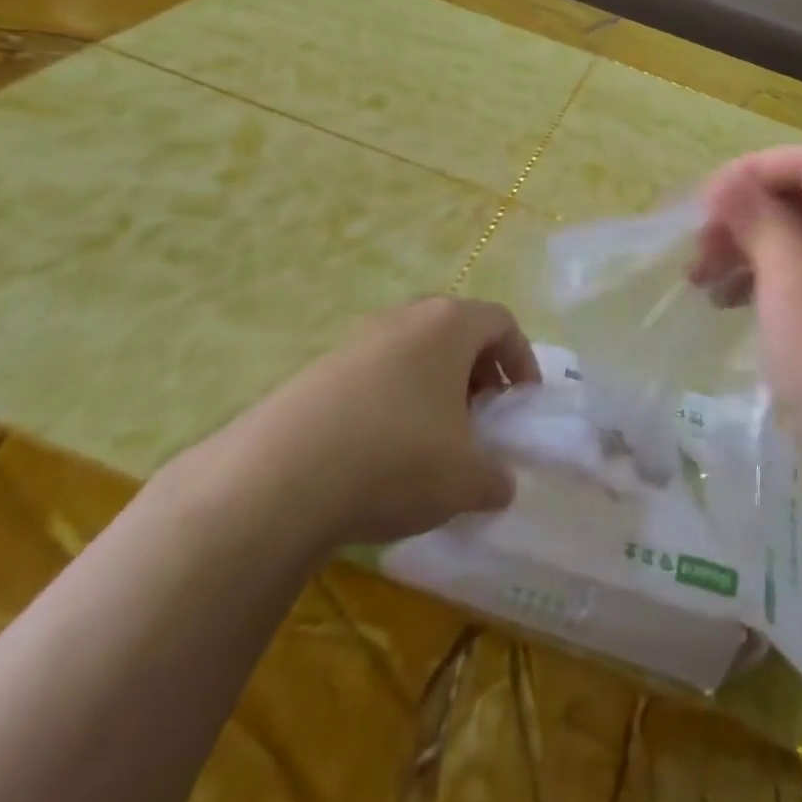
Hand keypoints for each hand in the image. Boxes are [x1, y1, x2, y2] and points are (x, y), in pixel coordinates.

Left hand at [259, 297, 540, 545]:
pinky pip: (375, 373)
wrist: (279, 477)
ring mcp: (358, 339)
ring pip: (413, 351)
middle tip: (481, 418)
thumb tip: (499, 484)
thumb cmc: (396, 458)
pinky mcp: (320, 368)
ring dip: (433, 387)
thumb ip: (495, 479)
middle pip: (456, 331)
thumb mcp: (465, 481)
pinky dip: (393, 400)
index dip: (521, 360)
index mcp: (449, 324)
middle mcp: (405, 317)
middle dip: (476, 372)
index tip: (521, 402)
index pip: (502, 322)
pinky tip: (381, 450)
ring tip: (433, 439)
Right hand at [695, 147, 801, 553]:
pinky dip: (781, 283)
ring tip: (703, 281)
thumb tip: (725, 180)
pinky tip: (734, 303)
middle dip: (749, 221)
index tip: (699, 205)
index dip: (749, 175)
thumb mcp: (791, 285)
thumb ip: (758, 220)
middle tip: (696, 251)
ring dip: (757, 253)